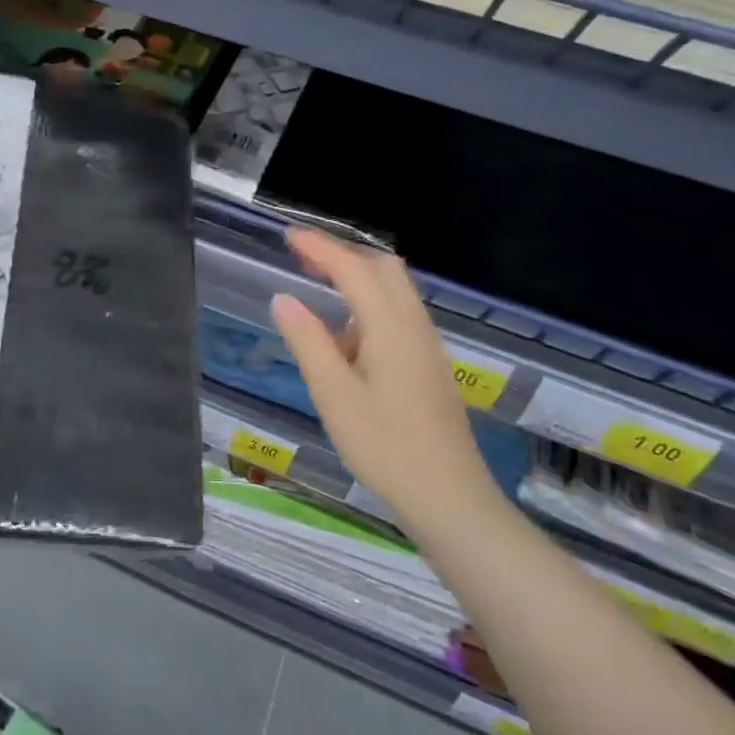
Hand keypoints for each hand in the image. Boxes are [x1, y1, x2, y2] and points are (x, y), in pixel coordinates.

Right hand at [270, 228, 500, 534]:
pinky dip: (369, 304)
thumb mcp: (334, 395)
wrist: (450, 498)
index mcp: (391, 328)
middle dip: (343, 253)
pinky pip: (398, 315)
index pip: (353, 269)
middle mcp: (415, 326)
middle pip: (384, 268)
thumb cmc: (385, 447)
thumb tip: (284, 298)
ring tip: (318, 287)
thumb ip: (308, 341)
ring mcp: (427, 346)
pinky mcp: (428, 366)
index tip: (288, 236)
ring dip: (358, 277)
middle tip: (303, 257)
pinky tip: (346, 336)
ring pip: (395, 290)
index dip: (320, 248)